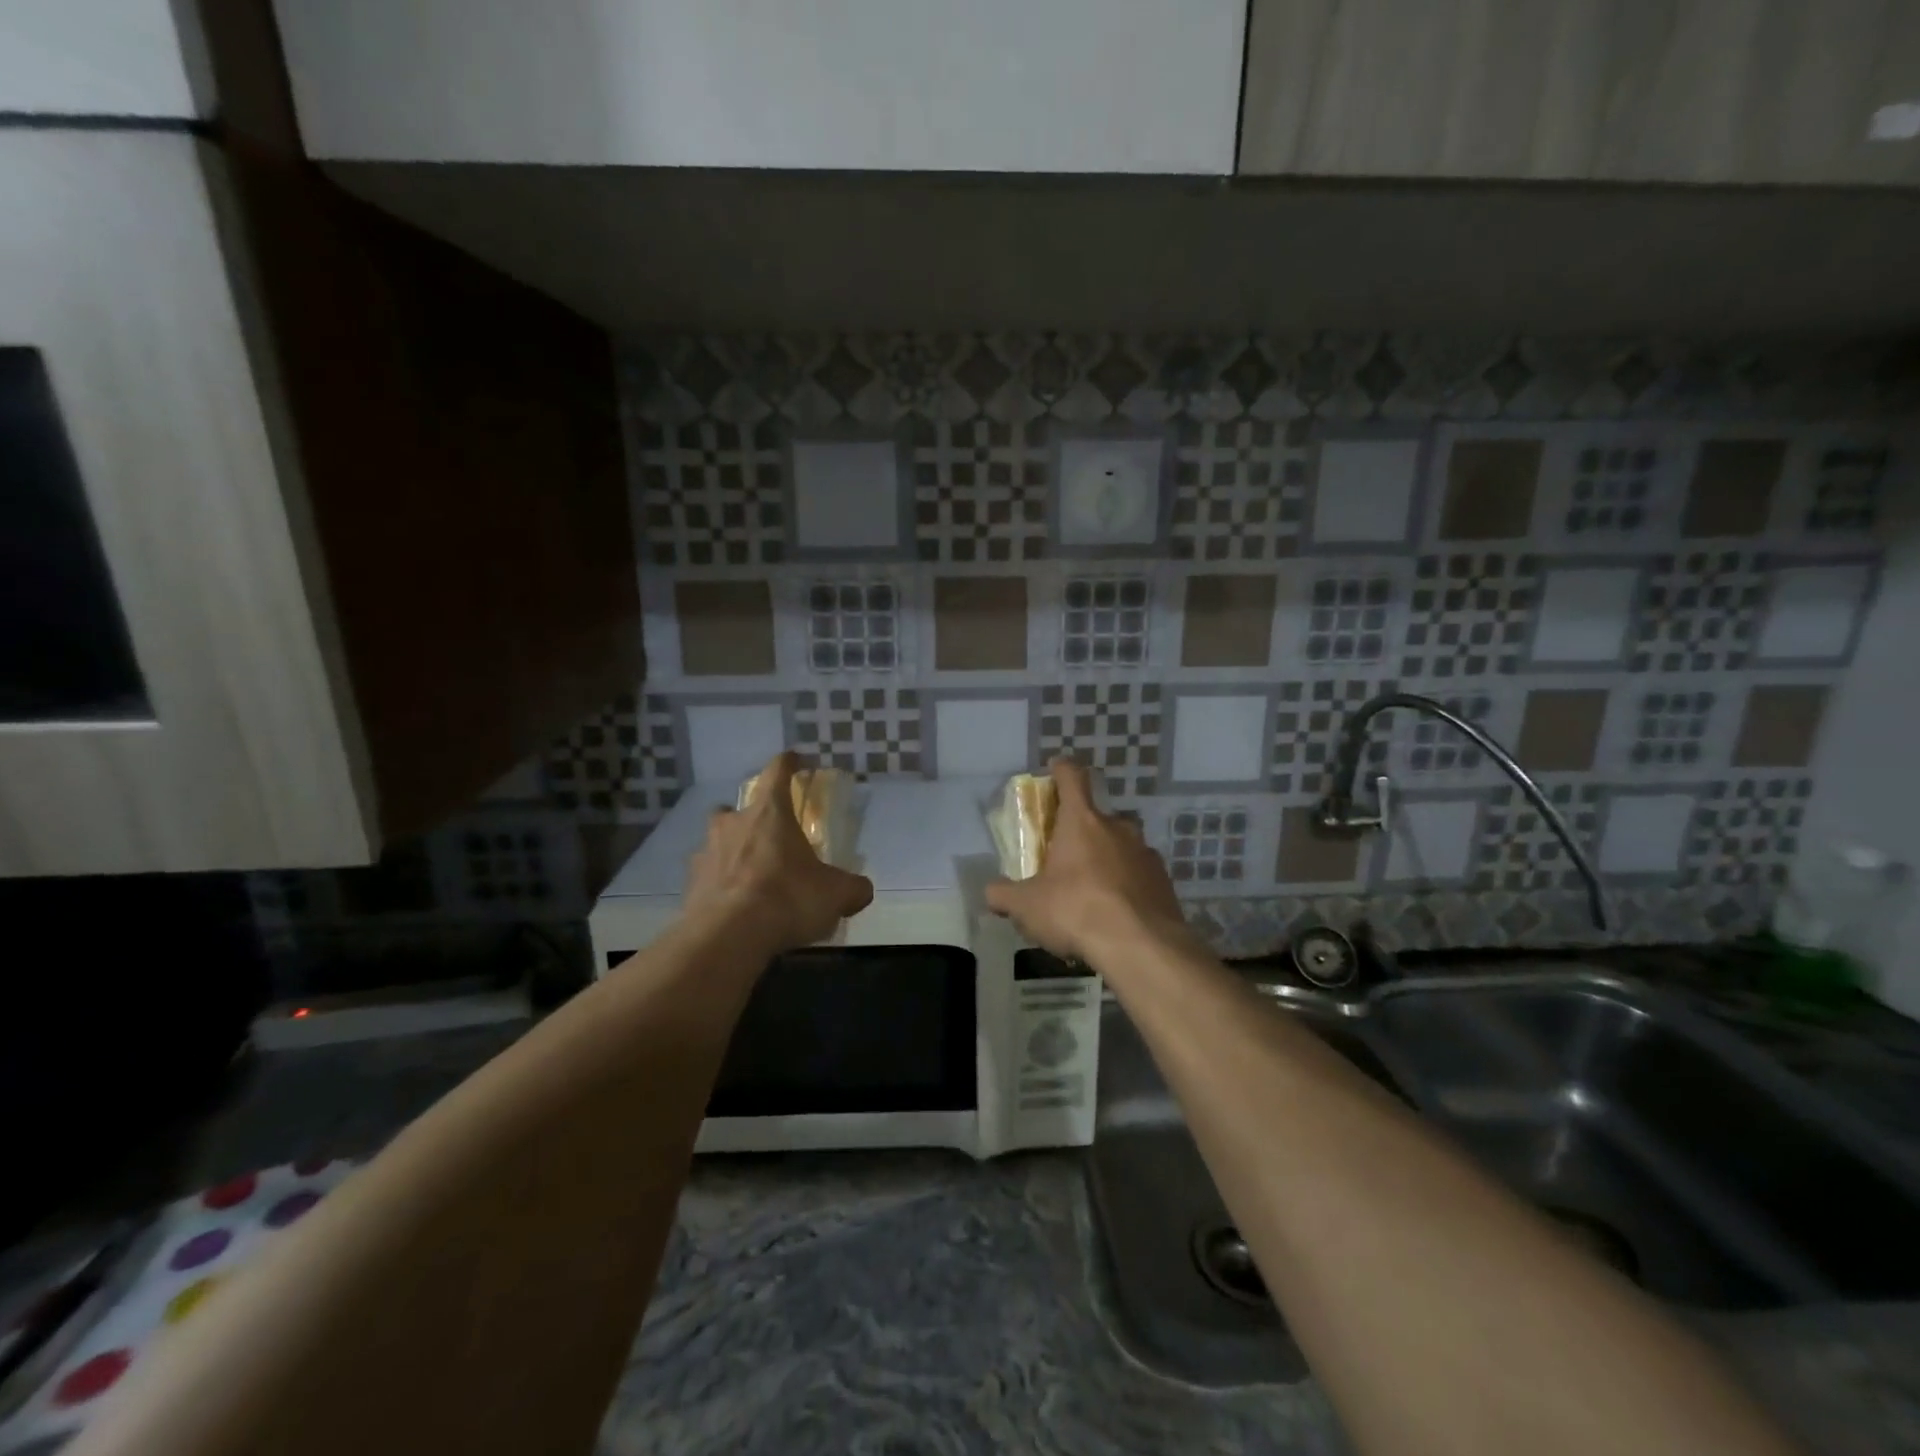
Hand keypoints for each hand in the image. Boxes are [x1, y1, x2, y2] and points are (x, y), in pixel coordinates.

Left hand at [683, 753, 873, 953]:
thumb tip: (861, 890)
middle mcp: (733, 824)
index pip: (778, 771)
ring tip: (751, 876)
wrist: (728, 937)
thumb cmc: (787, 898)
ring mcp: (706, 853)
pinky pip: (707, 877)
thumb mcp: (836, 894)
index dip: (789, 762)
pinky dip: (720, 885)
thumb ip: (852, 888)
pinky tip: (734, 906)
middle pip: (738, 807)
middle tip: (769, 835)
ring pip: (718, 842)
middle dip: (752, 817)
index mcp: (770, 812)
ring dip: (732, 852)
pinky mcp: (690, 885)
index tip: (797, 760)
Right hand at [984, 758, 1189, 964]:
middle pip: (1096, 817)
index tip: (1055, 768)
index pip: (1072, 778)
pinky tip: (1116, 912)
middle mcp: (1117, 827)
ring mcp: (1145, 853)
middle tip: (1065, 856)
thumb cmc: (1075, 910)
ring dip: (1105, 859)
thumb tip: (992, 892)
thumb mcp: (1026, 906)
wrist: (1140, 946)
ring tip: (1091, 891)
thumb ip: (1004, 895)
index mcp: (1081, 821)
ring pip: (1120, 846)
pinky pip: (1138, 874)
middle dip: (1080, 831)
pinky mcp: (1163, 880)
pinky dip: (1126, 885)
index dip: (1062, 770)